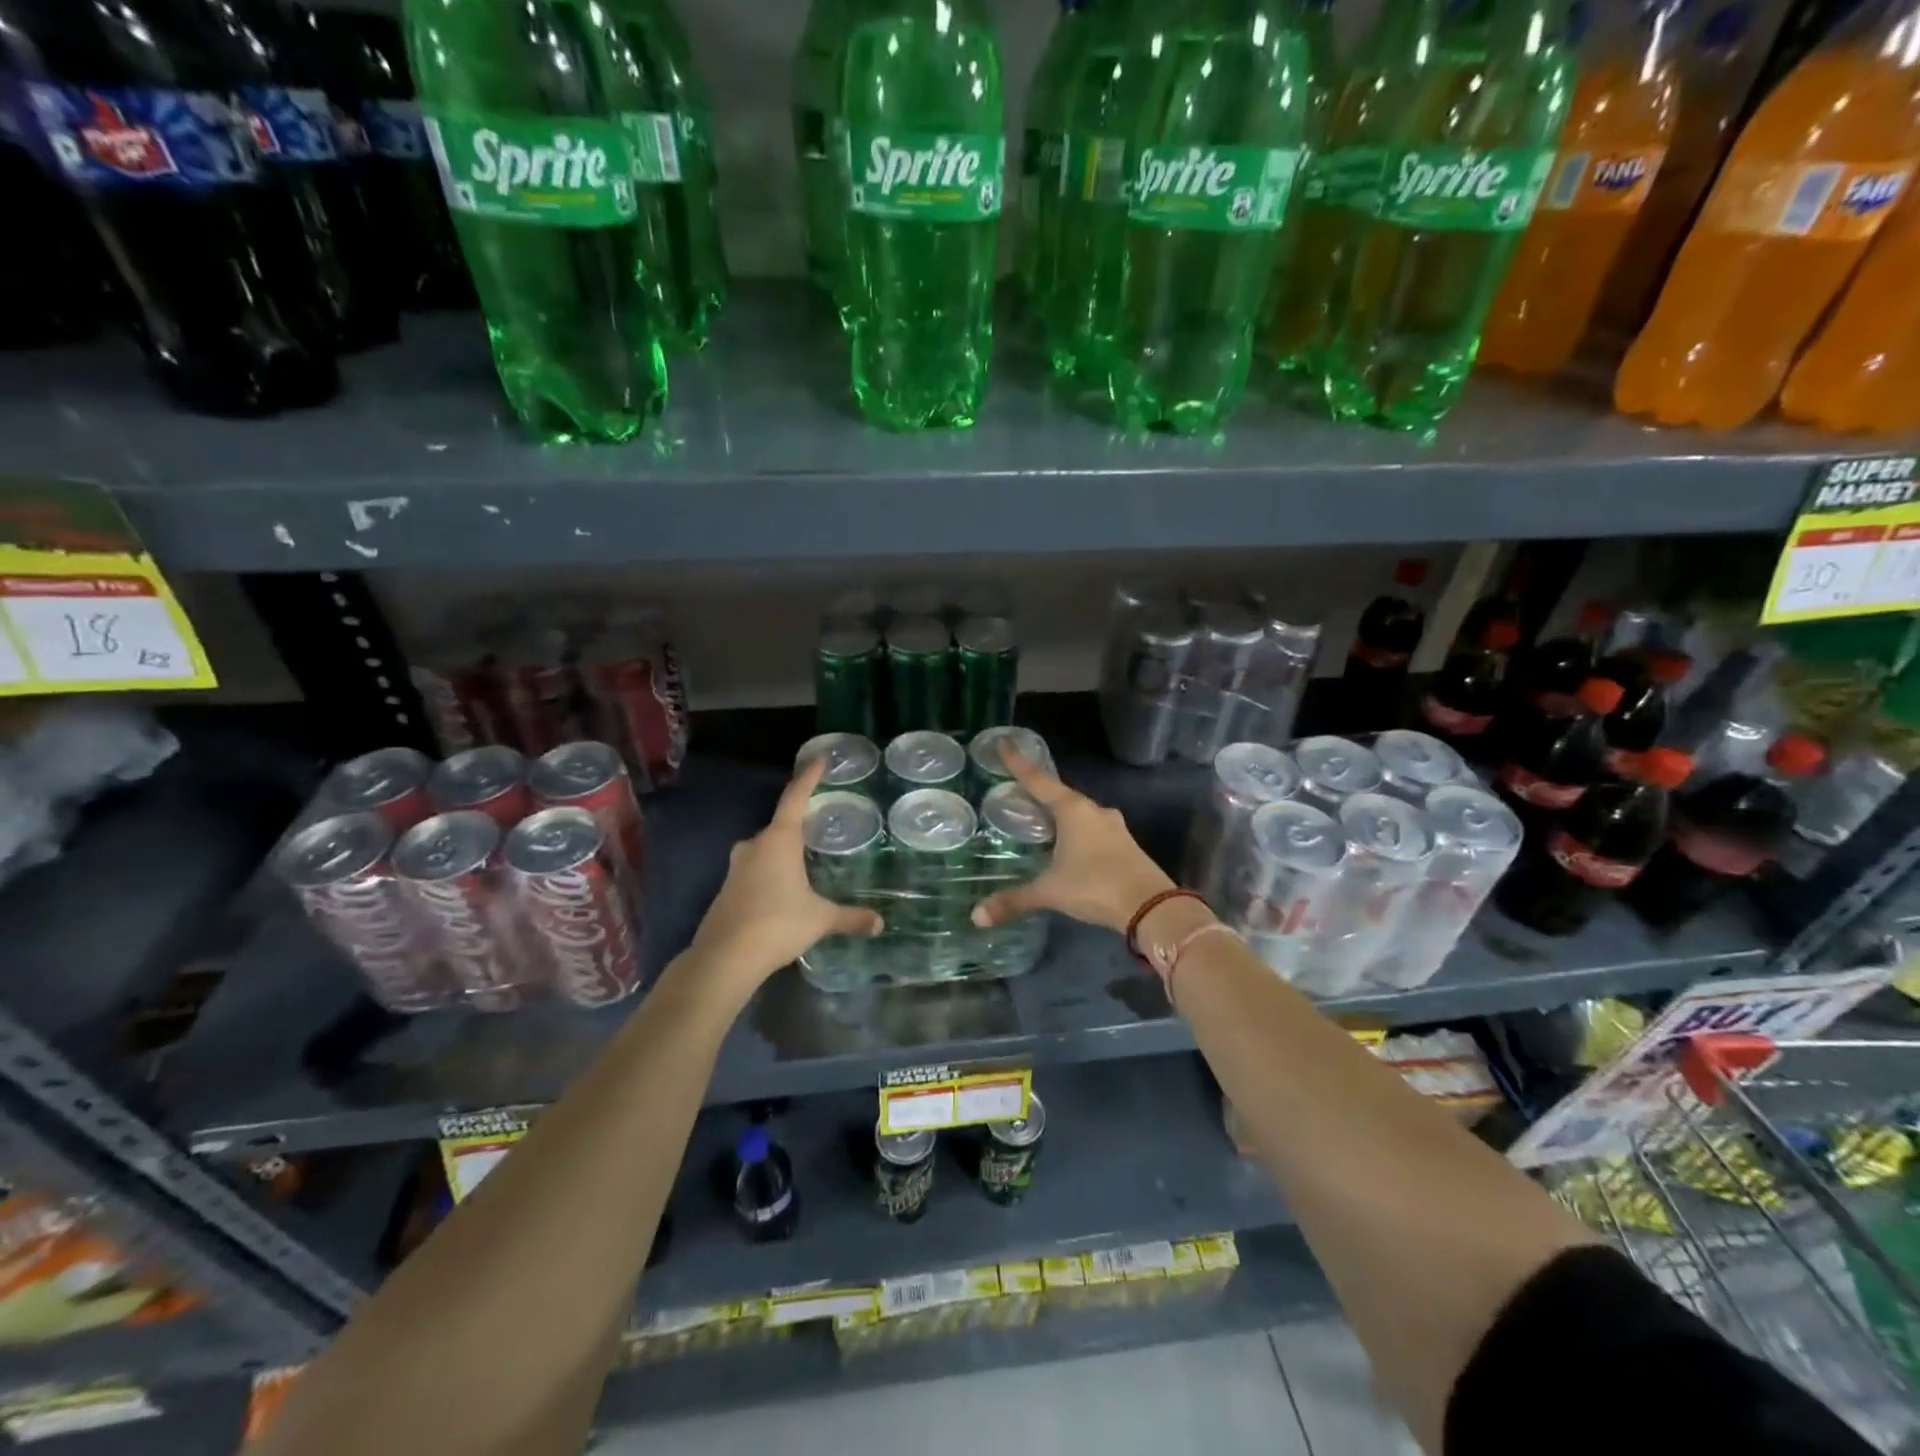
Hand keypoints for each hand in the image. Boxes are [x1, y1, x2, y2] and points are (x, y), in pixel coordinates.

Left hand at [684, 758, 882, 994]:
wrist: (724, 958)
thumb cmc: (777, 924)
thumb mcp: (820, 919)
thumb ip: (850, 917)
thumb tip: (879, 923)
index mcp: (779, 840)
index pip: (795, 798)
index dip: (809, 777)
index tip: (819, 759)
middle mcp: (754, 846)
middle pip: (779, 827)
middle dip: (798, 827)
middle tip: (818, 828)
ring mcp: (736, 868)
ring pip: (764, 851)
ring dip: (782, 855)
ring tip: (804, 865)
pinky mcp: (727, 891)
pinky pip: (754, 872)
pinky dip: (769, 876)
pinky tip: (782, 894)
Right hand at [970, 749, 1172, 934]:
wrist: (1152, 907)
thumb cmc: (1095, 887)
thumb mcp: (1050, 892)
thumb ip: (1014, 900)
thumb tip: (977, 916)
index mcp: (1073, 810)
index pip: (1039, 780)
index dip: (1018, 763)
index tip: (1004, 742)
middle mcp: (1094, 811)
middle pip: (1060, 794)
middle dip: (1039, 792)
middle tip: (1018, 791)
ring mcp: (1114, 826)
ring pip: (1080, 813)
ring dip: (1060, 813)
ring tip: (1041, 820)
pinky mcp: (1126, 844)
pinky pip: (1093, 829)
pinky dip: (1077, 831)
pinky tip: (1068, 845)